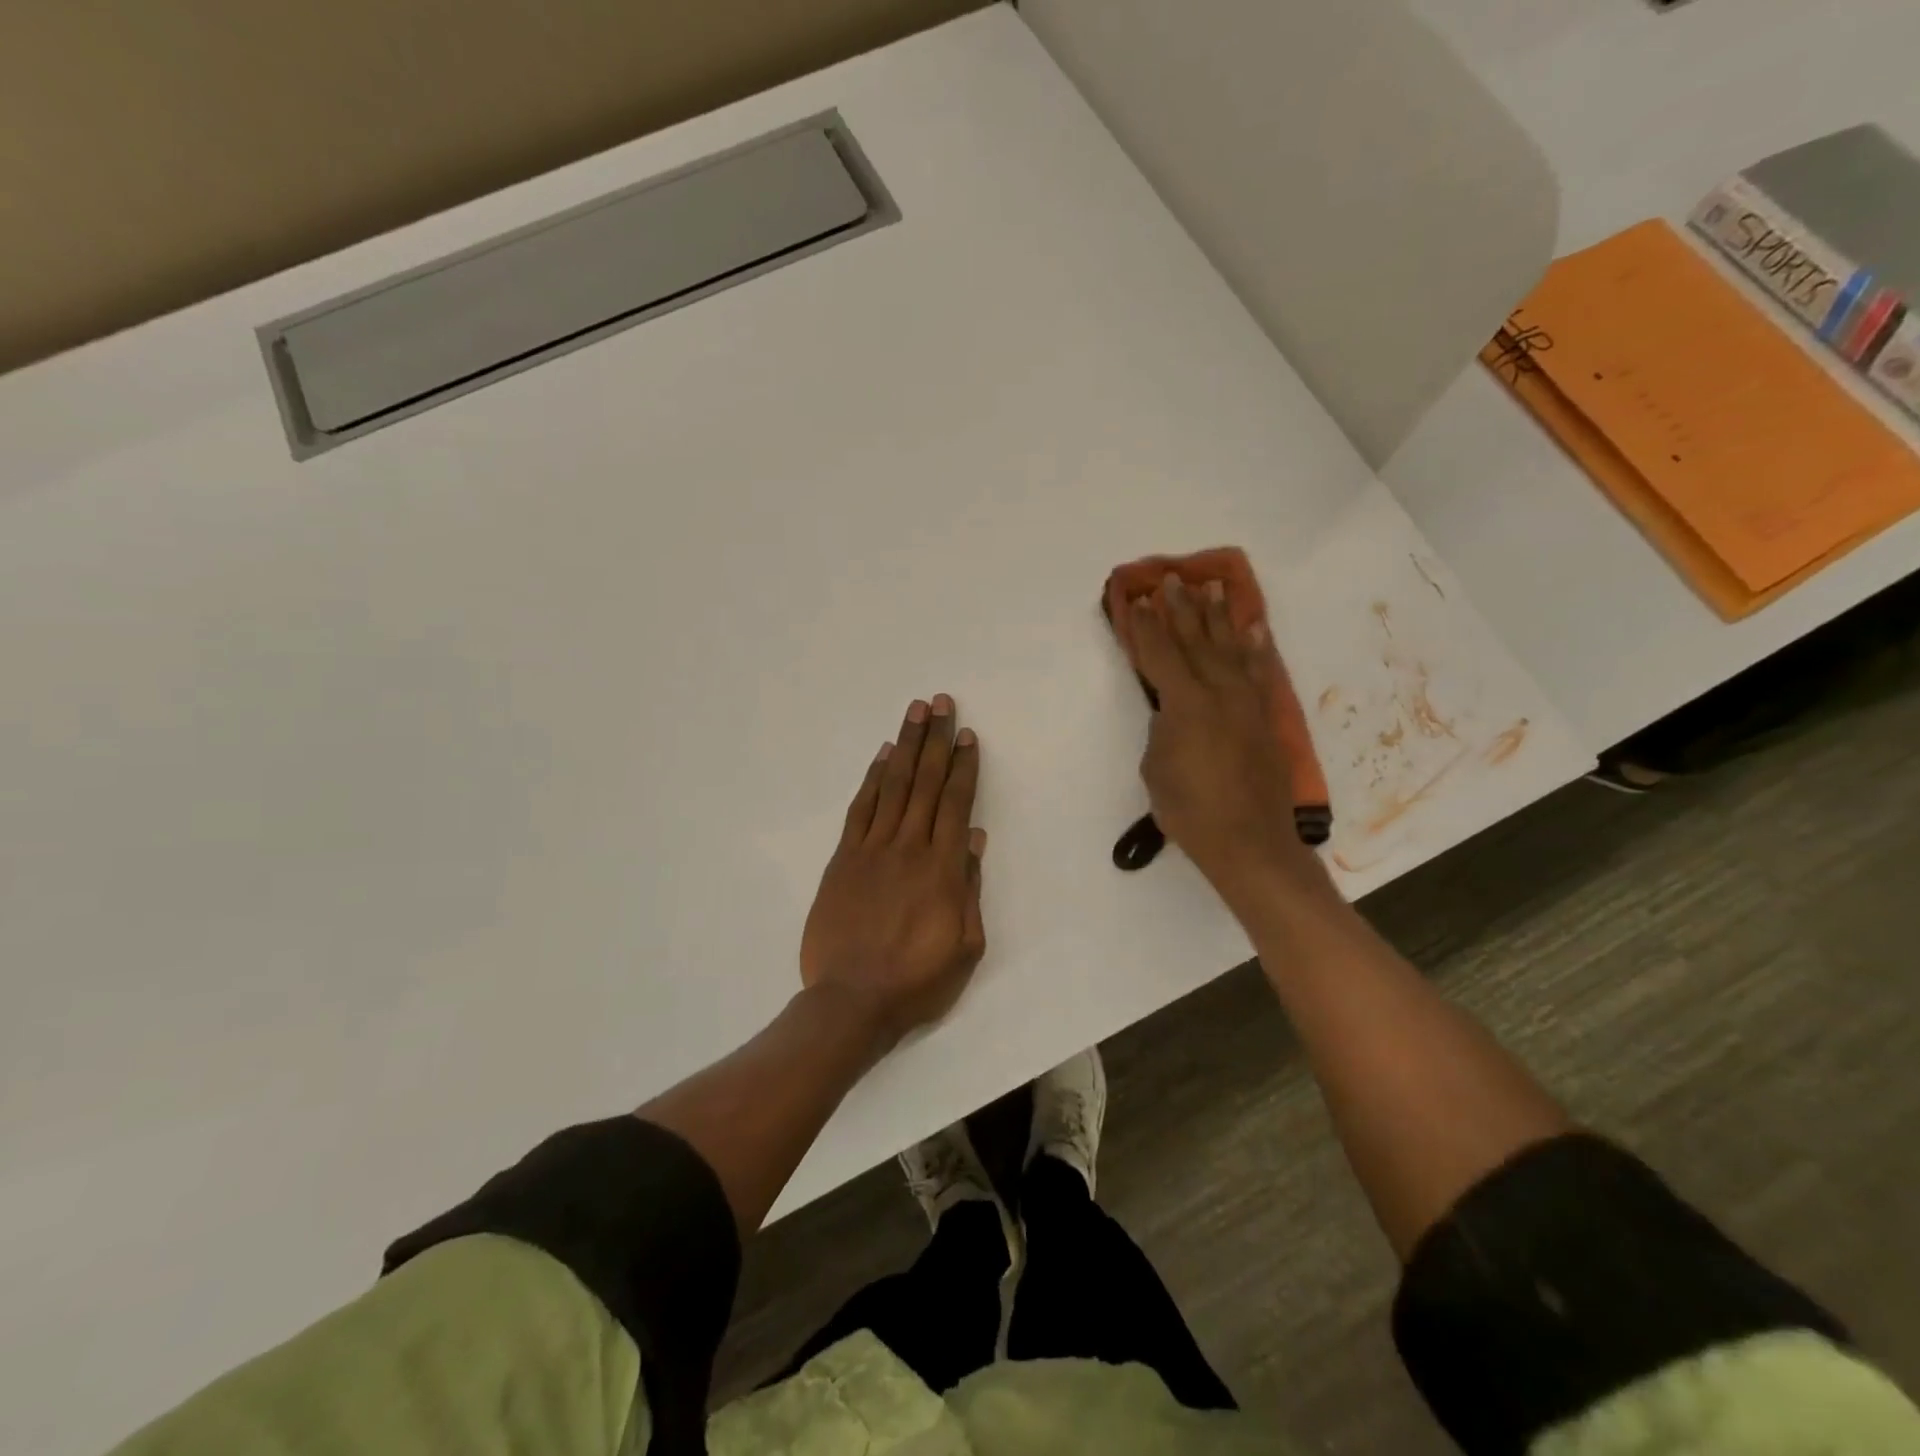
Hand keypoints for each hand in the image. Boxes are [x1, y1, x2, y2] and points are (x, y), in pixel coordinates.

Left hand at [800, 695, 987, 1045]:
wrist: (851, 1001)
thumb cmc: (917, 980)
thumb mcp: (965, 946)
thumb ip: (970, 888)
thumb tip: (974, 838)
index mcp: (943, 868)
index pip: (955, 804)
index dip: (962, 766)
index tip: (967, 736)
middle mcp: (908, 847)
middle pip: (925, 783)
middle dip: (935, 740)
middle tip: (941, 703)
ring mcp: (871, 850)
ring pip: (893, 786)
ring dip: (905, 746)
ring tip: (914, 713)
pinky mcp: (843, 859)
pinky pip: (860, 810)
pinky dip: (872, 779)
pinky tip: (882, 757)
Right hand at [1129, 575, 1313, 895]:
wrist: (1249, 841)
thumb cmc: (1189, 810)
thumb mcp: (1156, 767)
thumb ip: (1163, 728)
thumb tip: (1172, 711)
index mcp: (1185, 703)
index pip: (1158, 653)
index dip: (1144, 625)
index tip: (1134, 599)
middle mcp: (1219, 691)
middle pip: (1195, 640)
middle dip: (1180, 608)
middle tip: (1172, 579)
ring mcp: (1247, 702)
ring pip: (1230, 647)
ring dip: (1219, 616)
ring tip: (1213, 587)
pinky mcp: (1264, 716)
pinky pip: (1259, 671)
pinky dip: (1255, 648)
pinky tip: (1252, 628)